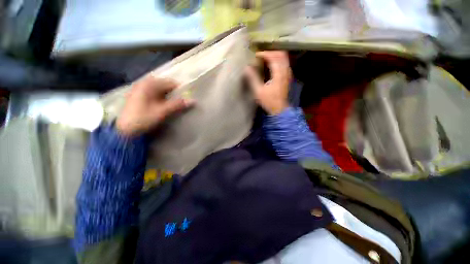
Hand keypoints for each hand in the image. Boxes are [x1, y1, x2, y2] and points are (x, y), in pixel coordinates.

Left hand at [116, 75, 193, 136]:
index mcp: (149, 84)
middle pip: (166, 86)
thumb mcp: (162, 111)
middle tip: (183, 102)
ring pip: (161, 90)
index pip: (171, 83)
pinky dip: (162, 99)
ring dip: (169, 97)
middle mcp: (144, 83)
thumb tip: (193, 100)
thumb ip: (178, 104)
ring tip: (176, 105)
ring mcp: (141, 89)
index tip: (189, 97)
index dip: (181, 90)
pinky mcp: (139, 96)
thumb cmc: (143, 118)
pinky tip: (165, 106)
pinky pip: (155, 94)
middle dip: (175, 94)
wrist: (125, 130)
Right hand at [244, 51, 291, 114]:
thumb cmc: (268, 101)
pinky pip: (285, 64)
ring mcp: (287, 74)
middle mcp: (285, 71)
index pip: (273, 57)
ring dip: (275, 56)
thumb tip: (246, 68)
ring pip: (284, 59)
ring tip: (266, 58)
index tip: (256, 55)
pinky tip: (272, 65)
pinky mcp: (287, 78)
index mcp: (278, 74)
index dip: (265, 54)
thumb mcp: (258, 91)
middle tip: (262, 55)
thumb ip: (253, 78)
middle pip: (281, 55)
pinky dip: (278, 61)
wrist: (279, 109)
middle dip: (271, 52)